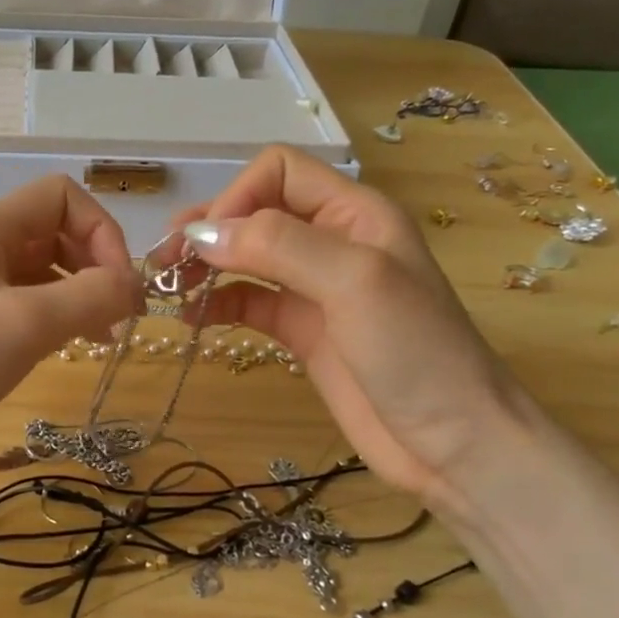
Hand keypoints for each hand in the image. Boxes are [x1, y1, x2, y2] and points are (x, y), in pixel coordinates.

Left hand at [0, 176, 143, 497]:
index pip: (60, 196)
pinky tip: (67, 348)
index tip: (119, 286)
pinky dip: (55, 319)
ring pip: (42, 273)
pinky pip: (23, 307)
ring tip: (102, 338)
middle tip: (121, 316)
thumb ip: (91, 296)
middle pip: (54, 232)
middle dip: (95, 265)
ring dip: (80, 294)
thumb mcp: (26, 323)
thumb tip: (133, 285)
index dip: (101, 231)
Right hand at [177, 146, 532, 498]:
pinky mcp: (302, 332)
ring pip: (247, 258)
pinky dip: (217, 304)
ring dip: (206, 266)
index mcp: (355, 213)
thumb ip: (278, 245)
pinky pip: (249, 304)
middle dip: (209, 229)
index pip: (278, 172)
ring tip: (166, 287)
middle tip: (164, 261)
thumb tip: (200, 234)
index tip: (205, 241)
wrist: (454, 444)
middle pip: (256, 212)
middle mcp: (333, 241)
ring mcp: (316, 289)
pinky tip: (190, 318)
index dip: (236, 197)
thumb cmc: (415, 353)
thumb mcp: (353, 281)